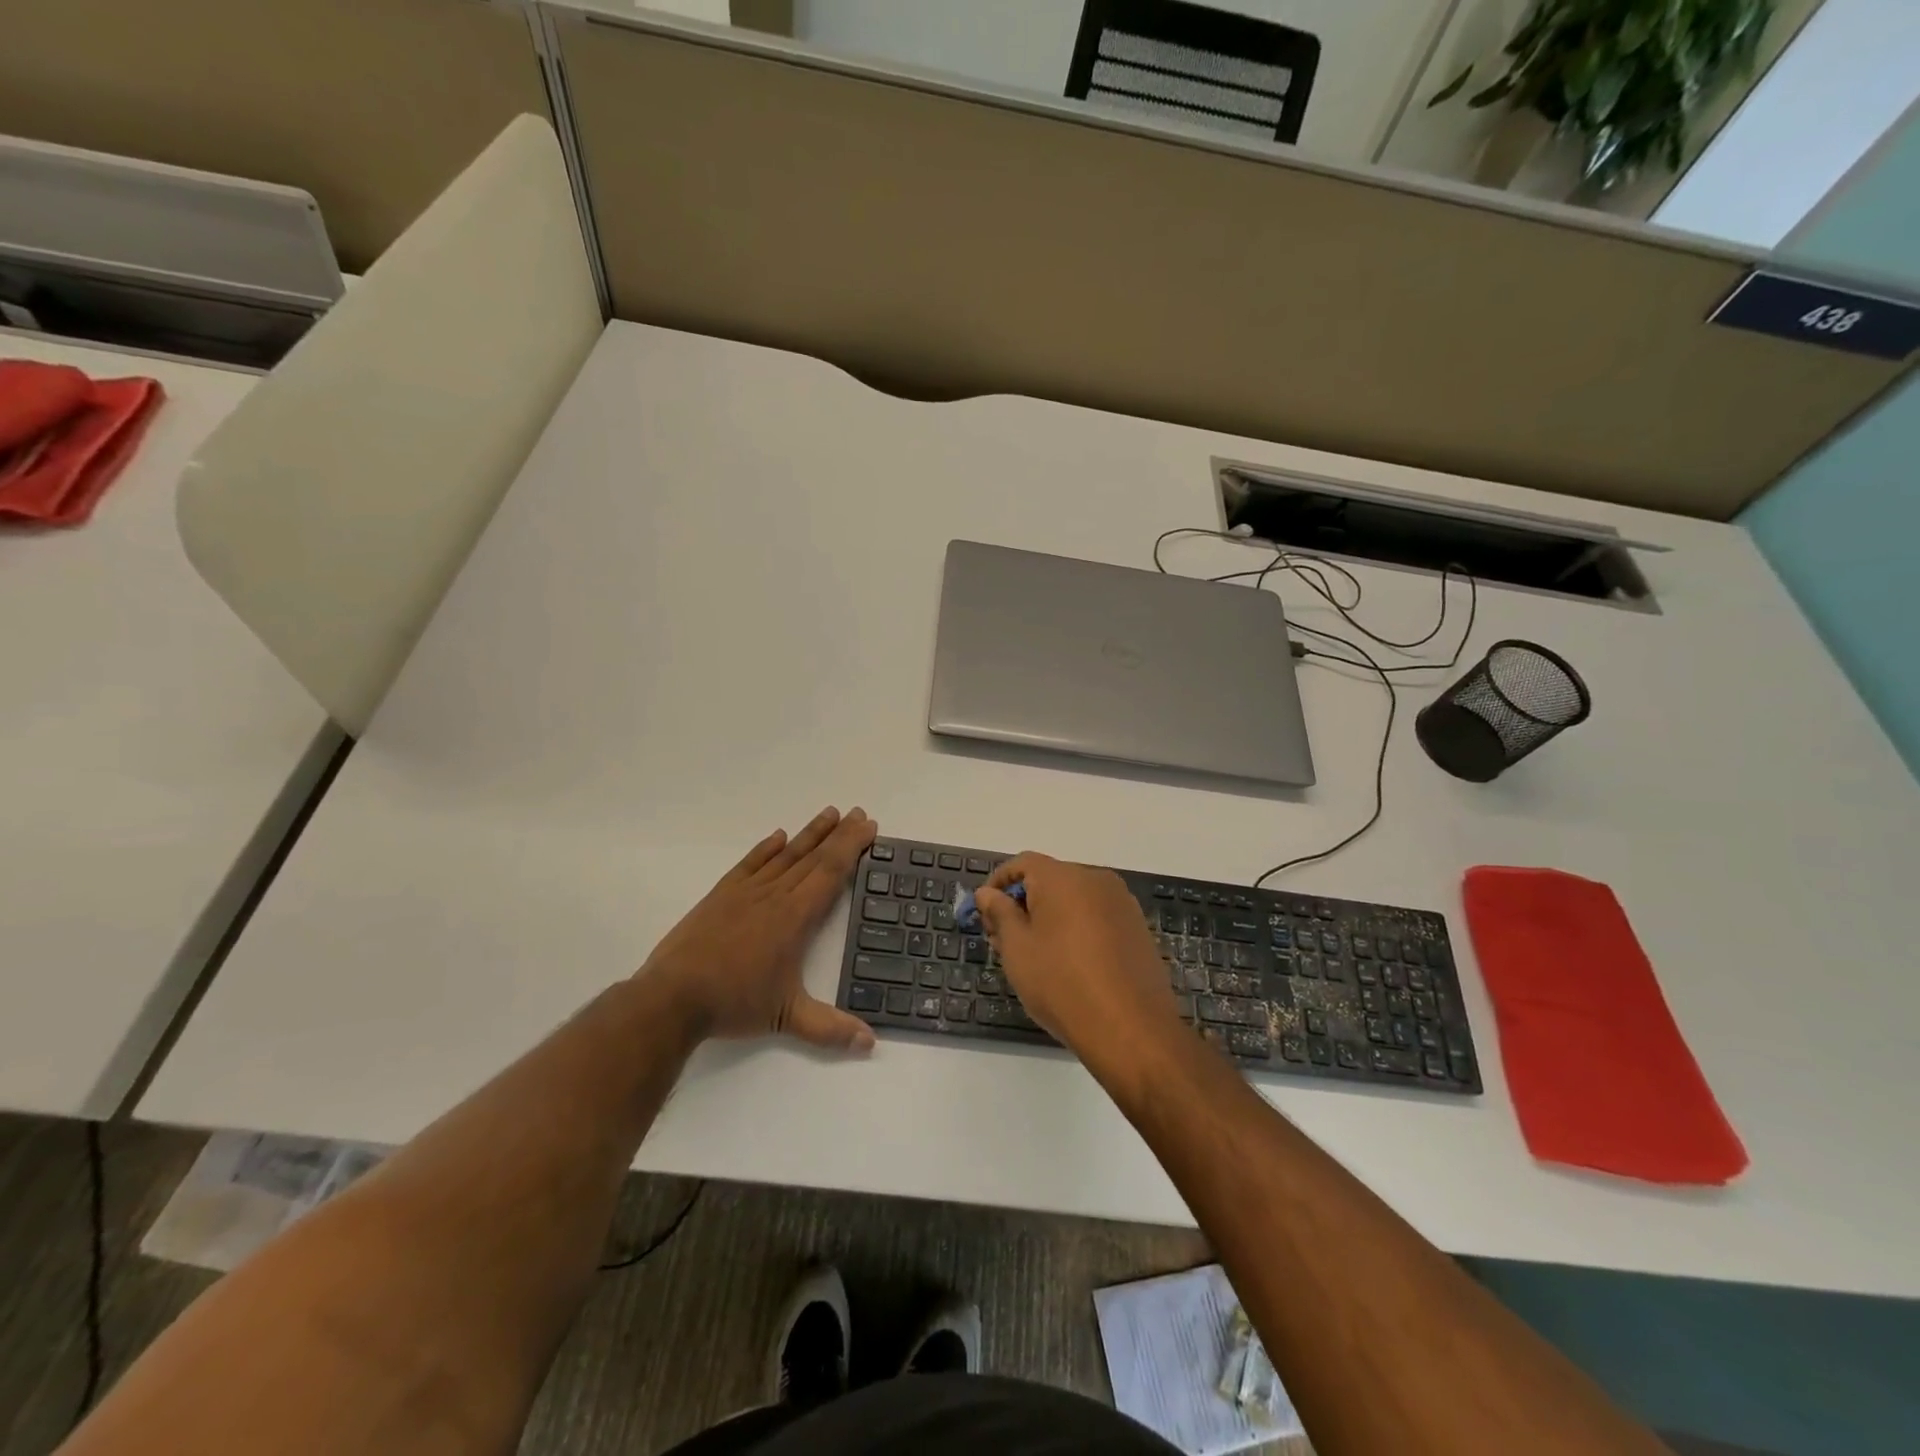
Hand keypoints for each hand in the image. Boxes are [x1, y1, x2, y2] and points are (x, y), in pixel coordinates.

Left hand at [644, 807, 878, 1051]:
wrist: (672, 997)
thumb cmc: (734, 1003)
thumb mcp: (787, 1018)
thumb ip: (830, 1028)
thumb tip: (870, 1043)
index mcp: (794, 917)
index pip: (830, 873)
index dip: (851, 847)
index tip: (868, 826)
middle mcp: (774, 895)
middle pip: (813, 857)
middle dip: (839, 834)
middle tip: (858, 812)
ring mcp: (745, 892)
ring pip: (784, 855)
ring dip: (809, 833)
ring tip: (828, 813)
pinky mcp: (720, 895)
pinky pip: (750, 863)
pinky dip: (766, 848)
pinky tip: (777, 837)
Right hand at [974, 853, 1182, 1073]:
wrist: (1130, 1030)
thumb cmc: (1062, 984)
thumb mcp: (1017, 949)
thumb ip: (1000, 913)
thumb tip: (988, 892)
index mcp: (1064, 877)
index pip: (1023, 863)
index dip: (998, 883)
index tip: (983, 912)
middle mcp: (1096, 880)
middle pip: (1050, 880)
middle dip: (1022, 903)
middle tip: (1002, 940)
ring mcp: (1122, 904)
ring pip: (1074, 900)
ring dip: (1048, 917)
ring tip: (1032, 956)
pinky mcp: (1137, 928)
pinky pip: (1096, 917)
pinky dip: (1075, 929)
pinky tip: (1066, 963)